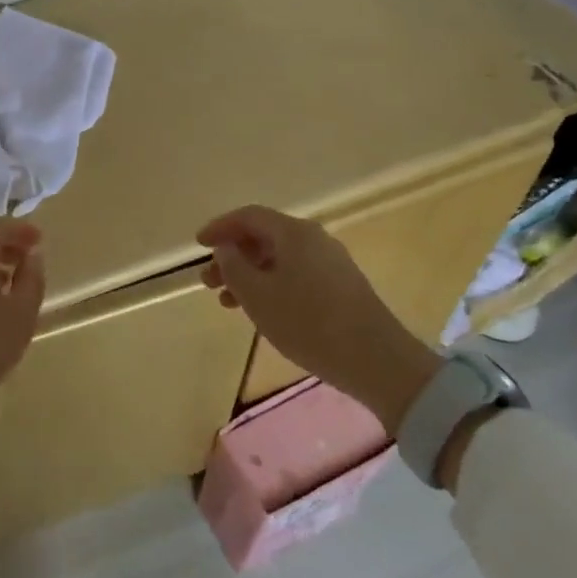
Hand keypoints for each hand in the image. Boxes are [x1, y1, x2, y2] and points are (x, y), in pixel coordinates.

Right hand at [199, 205, 440, 433]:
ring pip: (279, 258)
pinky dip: (271, 284)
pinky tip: (263, 310)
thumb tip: (226, 246)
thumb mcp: (258, 296)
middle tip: (209, 281)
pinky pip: (296, 273)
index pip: (248, 216)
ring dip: (250, 274)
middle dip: (233, 256)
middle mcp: (313, 238)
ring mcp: (331, 262)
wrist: (378, 361)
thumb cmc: (309, 323)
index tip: (198, 244)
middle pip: (264, 237)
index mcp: (293, 233)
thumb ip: (234, 266)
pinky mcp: (342, 286)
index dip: (220, 227)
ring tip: (229, 302)